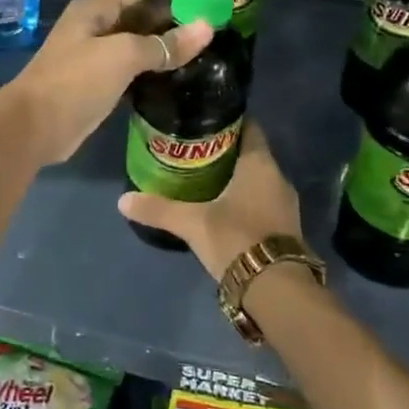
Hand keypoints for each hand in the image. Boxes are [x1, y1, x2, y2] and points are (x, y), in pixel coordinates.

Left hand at [0, 0, 213, 166]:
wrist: (32, 128)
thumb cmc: (74, 82)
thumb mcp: (121, 56)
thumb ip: (164, 44)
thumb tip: (207, 28)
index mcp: (97, 8)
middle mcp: (97, 26)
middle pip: (142, 11)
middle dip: (176, 15)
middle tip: (216, 28)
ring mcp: (96, 55)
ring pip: (139, 41)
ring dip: (167, 43)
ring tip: (206, 51)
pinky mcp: (99, 83)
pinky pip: (133, 67)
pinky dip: (155, 68)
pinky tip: (180, 76)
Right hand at [119, 122, 303, 280]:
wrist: (277, 289)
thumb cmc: (236, 238)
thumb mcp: (192, 223)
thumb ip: (159, 209)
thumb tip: (123, 200)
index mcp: (260, 164)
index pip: (249, 127)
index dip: (229, 120)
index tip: (204, 119)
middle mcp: (277, 177)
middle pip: (251, 154)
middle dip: (225, 151)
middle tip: (194, 150)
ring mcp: (285, 204)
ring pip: (257, 179)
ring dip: (235, 177)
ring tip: (203, 178)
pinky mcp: (285, 228)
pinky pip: (262, 201)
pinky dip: (244, 199)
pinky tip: (221, 207)